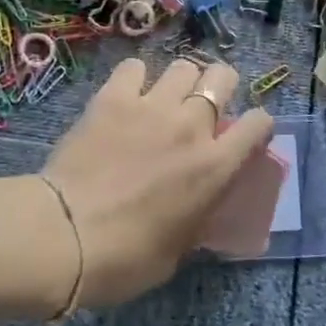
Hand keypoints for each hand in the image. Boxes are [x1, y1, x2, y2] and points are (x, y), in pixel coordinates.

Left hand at [40, 57, 275, 307]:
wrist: (65, 235)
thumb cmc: (125, 258)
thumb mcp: (177, 249)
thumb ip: (195, 217)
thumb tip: (194, 208)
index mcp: (215, 167)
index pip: (259, 124)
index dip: (257, 125)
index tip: (246, 135)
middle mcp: (192, 126)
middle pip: (222, 77)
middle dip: (220, 86)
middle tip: (203, 106)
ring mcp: (152, 106)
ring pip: (182, 67)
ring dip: (179, 81)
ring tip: (164, 98)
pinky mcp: (113, 98)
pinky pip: (134, 68)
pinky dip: (134, 78)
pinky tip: (126, 95)